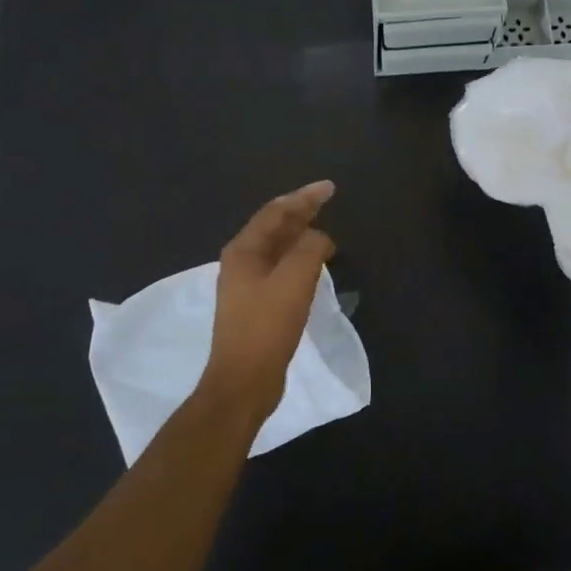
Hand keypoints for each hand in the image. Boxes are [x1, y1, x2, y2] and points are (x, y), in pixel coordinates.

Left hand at [205, 181, 336, 419]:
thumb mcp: (294, 280)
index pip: (276, 212)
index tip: (329, 188)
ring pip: (276, 249)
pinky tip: (312, 264)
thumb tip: (319, 237)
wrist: (243, 381)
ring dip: (299, 235)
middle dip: (300, 212)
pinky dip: (298, 259)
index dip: (303, 197)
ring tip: (323, 228)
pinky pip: (279, 270)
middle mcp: (240, 262)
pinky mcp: (255, 306)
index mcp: (243, 250)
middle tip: (327, 200)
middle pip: (273, 227)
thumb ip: (310, 248)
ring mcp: (246, 285)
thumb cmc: (267, 326)